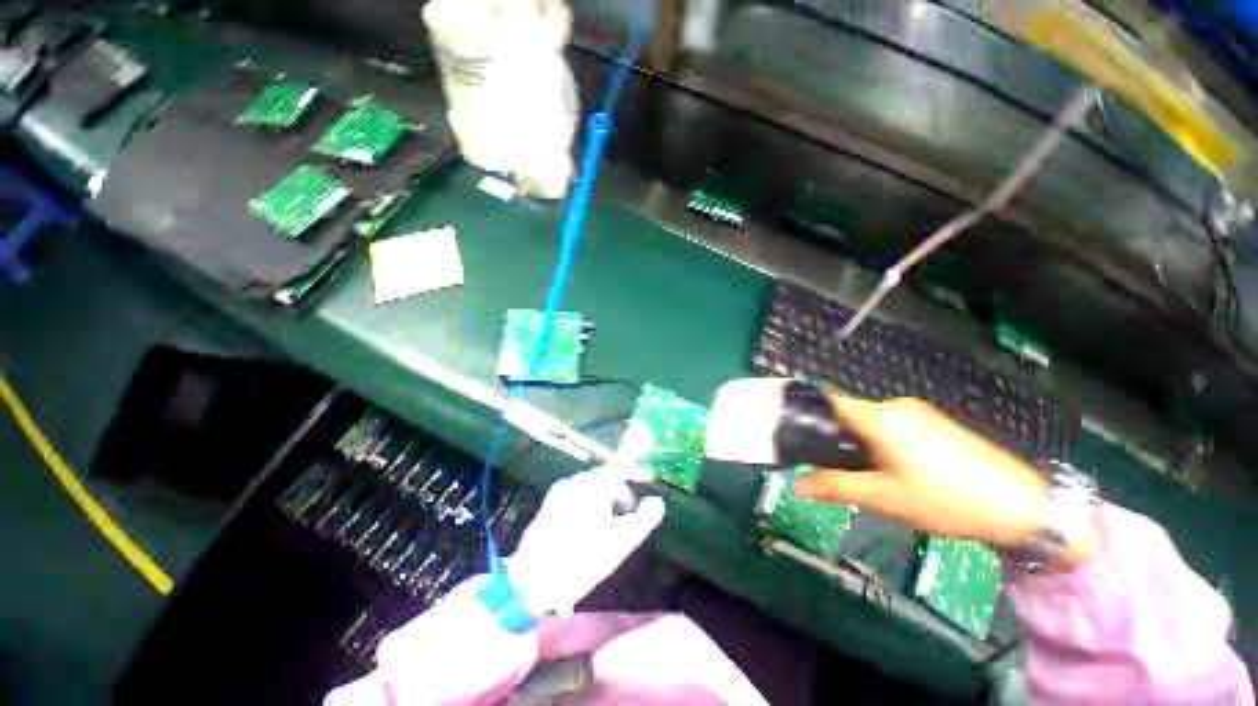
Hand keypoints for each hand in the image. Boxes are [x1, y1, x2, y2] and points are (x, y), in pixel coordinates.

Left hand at [507, 464, 664, 615]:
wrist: (533, 581)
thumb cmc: (583, 557)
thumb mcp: (622, 541)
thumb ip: (645, 518)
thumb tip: (658, 501)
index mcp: (594, 483)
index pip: (620, 466)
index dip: (636, 472)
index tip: (648, 481)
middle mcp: (575, 480)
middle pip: (605, 477)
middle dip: (621, 491)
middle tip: (630, 514)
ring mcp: (559, 492)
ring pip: (590, 488)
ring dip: (605, 499)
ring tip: (610, 525)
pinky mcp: (548, 506)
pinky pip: (576, 496)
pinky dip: (589, 504)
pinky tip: (589, 529)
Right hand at [794, 396, 1098, 566]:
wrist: (1023, 506)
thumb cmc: (946, 501)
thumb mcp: (884, 498)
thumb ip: (834, 486)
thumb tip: (795, 484)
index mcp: (880, 418)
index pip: (828, 401)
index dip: (805, 411)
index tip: (789, 429)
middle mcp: (895, 406)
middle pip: (847, 412)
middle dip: (831, 435)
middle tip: (828, 466)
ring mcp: (917, 412)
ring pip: (868, 420)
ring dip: (855, 440)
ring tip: (863, 472)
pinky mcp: (933, 421)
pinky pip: (890, 424)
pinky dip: (877, 440)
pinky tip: (893, 468)